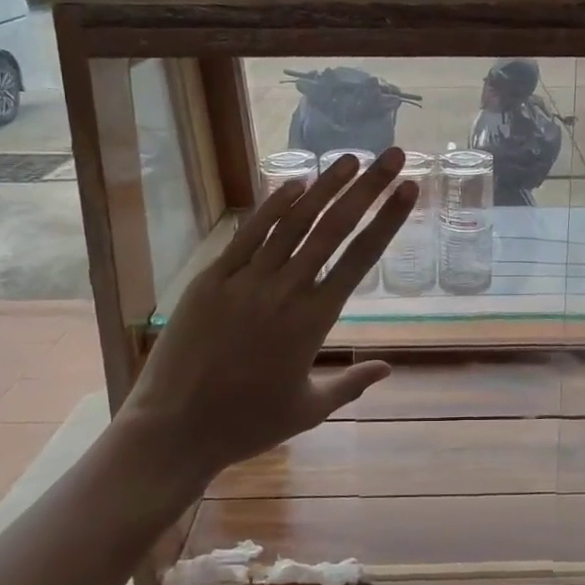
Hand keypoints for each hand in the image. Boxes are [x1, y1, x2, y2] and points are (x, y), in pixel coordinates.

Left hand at [121, 148, 416, 492]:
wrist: (175, 429)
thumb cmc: (247, 424)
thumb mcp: (309, 409)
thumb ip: (352, 383)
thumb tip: (389, 368)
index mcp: (315, 320)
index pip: (361, 258)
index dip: (388, 219)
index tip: (409, 189)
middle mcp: (286, 289)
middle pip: (334, 227)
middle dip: (368, 187)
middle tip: (393, 155)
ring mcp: (247, 280)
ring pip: (294, 222)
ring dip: (325, 187)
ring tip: (350, 159)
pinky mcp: (213, 278)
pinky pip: (249, 234)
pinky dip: (273, 206)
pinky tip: (294, 184)